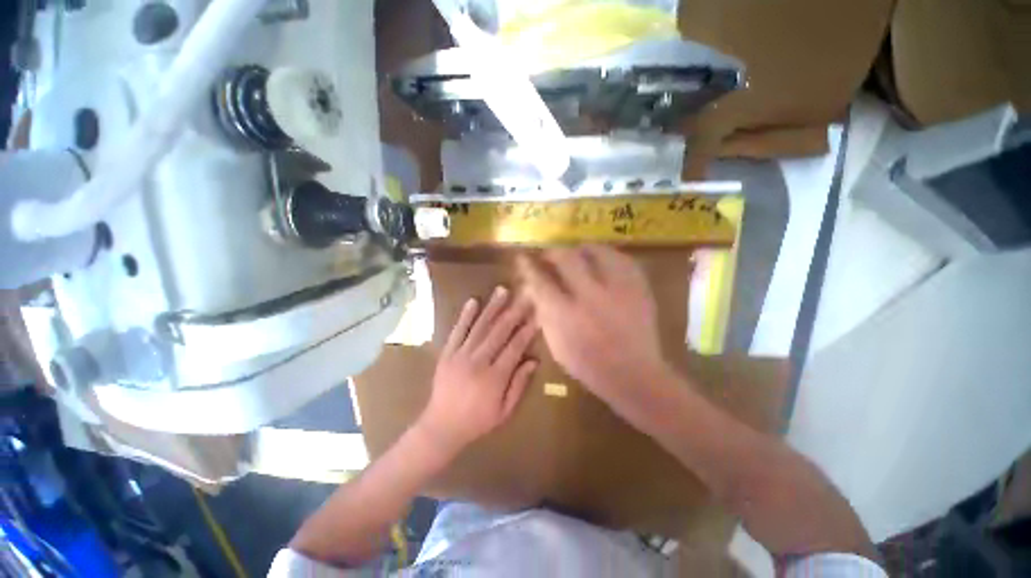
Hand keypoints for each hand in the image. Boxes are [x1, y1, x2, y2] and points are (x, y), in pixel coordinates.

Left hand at [417, 287, 538, 456]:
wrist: (441, 426)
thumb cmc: (477, 421)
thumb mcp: (504, 411)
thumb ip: (519, 385)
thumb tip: (533, 361)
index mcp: (495, 377)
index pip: (514, 348)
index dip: (526, 331)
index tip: (536, 316)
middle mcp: (478, 362)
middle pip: (499, 332)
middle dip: (513, 312)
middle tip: (524, 295)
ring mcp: (460, 355)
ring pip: (480, 327)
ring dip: (492, 307)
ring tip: (502, 291)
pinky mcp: (447, 353)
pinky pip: (457, 331)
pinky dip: (465, 316)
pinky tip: (473, 301)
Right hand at [517, 246, 669, 406]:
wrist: (633, 374)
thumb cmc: (588, 364)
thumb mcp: (556, 344)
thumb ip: (544, 314)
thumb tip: (534, 289)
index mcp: (565, 314)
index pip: (540, 280)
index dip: (528, 266)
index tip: (523, 258)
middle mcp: (589, 295)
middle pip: (566, 258)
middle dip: (553, 252)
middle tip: (550, 255)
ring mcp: (617, 289)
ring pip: (597, 252)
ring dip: (582, 249)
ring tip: (577, 253)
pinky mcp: (638, 288)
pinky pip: (622, 259)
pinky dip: (609, 256)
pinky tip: (603, 261)